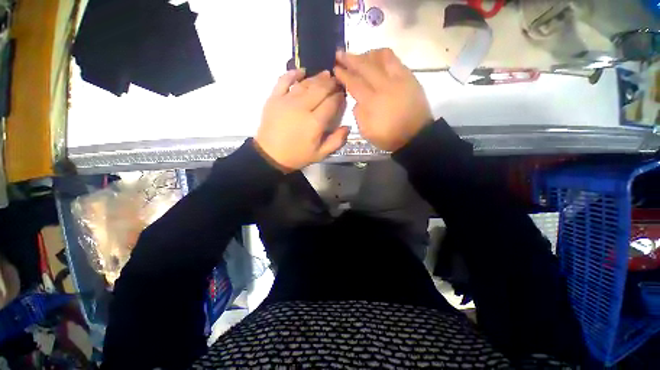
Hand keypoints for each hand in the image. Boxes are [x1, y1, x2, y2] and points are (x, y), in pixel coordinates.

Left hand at [255, 69, 349, 171]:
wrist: (270, 155)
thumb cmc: (297, 156)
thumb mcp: (320, 154)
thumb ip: (336, 141)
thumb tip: (347, 127)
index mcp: (315, 122)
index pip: (331, 103)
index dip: (339, 97)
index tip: (343, 95)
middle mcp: (302, 107)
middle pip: (320, 89)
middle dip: (331, 84)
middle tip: (337, 82)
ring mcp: (287, 100)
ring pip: (305, 83)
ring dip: (317, 78)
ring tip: (326, 75)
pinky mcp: (274, 98)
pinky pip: (284, 80)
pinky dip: (293, 74)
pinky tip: (302, 71)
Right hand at [334, 49, 432, 151]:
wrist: (415, 135)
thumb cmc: (388, 136)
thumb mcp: (367, 132)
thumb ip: (359, 114)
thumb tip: (357, 100)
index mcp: (372, 102)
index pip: (354, 83)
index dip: (343, 75)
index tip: (335, 68)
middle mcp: (384, 86)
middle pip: (365, 67)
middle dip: (350, 59)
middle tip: (340, 54)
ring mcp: (398, 79)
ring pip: (381, 57)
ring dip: (367, 54)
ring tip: (360, 55)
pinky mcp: (409, 77)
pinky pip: (395, 60)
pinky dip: (383, 56)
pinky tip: (377, 57)